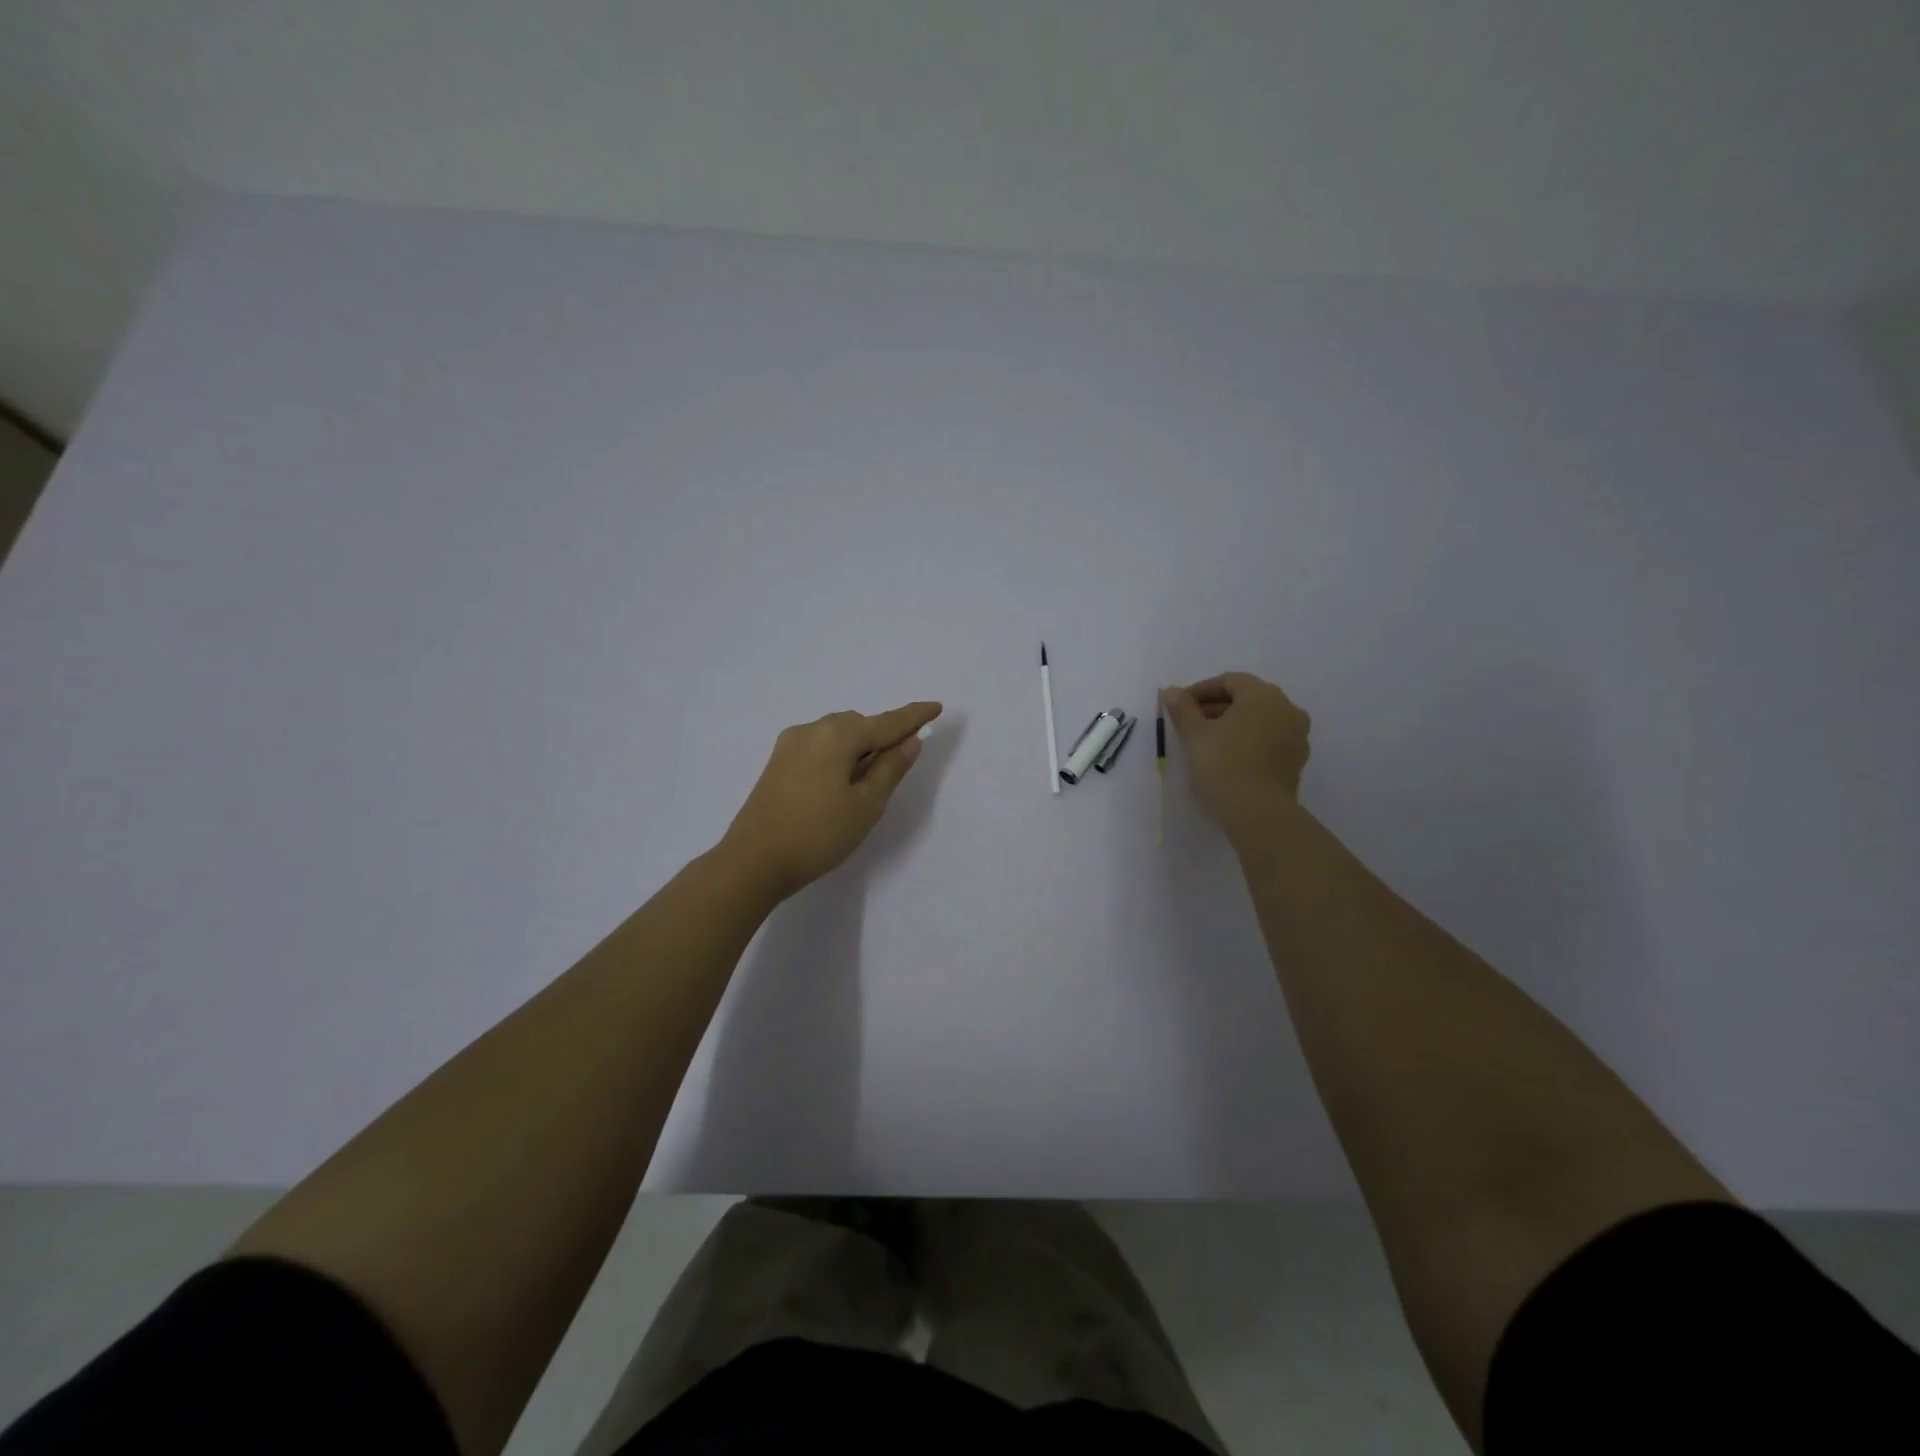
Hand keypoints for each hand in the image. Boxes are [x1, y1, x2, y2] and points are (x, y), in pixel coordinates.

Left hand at [720, 701, 943, 899]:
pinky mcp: (777, 763)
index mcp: (837, 736)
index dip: (914, 717)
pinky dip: (838, 755)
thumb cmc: (818, 834)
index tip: (936, 707)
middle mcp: (812, 730)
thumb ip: (891, 768)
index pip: (887, 723)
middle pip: (859, 725)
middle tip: (900, 763)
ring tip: (868, 780)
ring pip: (837, 736)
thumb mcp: (866, 805)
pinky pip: (819, 747)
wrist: (752, 861)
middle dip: (883, 736)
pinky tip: (840, 782)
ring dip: (859, 748)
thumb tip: (910, 741)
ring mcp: (790, 745)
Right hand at [1160, 672, 1310, 834]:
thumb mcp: (1194, 734)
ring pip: (1259, 719)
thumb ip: (1182, 708)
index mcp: (1263, 695)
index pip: (1229, 681)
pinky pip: (1269, 739)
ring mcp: (1297, 734)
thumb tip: (1170, 691)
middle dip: (1216, 707)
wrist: (1258, 811)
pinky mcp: (1296, 759)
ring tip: (1207, 741)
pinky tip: (1229, 756)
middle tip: (1190, 723)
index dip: (1200, 690)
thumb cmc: (1223, 764)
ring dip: (1233, 723)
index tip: (1180, 706)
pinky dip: (1249, 740)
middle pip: (1246, 698)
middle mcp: (1287, 708)